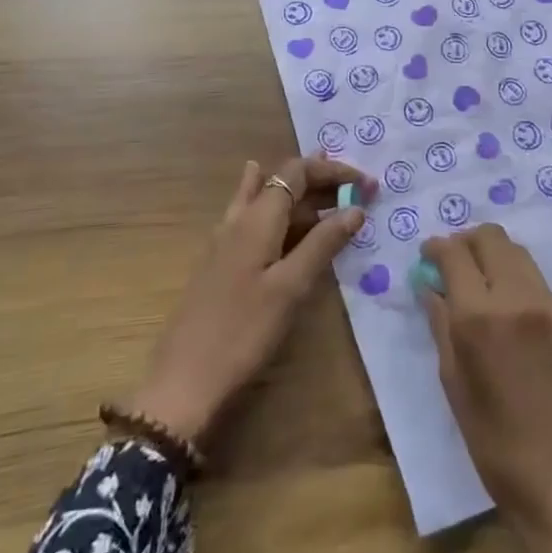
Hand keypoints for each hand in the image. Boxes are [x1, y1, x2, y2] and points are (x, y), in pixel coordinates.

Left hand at [128, 156, 371, 443]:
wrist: (184, 381)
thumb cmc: (243, 331)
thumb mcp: (291, 287)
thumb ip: (322, 244)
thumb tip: (355, 208)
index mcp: (256, 218)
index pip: (296, 171)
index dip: (332, 171)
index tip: (367, 185)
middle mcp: (238, 219)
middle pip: (280, 182)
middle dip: (320, 180)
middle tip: (356, 189)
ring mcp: (224, 242)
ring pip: (264, 200)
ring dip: (298, 193)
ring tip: (325, 188)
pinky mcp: (220, 265)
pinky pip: (254, 221)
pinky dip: (278, 213)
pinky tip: (280, 217)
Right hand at [422, 223, 551, 552]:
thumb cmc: (499, 449)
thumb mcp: (455, 389)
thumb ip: (441, 328)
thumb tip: (431, 288)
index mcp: (480, 318)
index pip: (455, 254)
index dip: (436, 248)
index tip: (427, 256)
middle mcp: (517, 299)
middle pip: (491, 237)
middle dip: (466, 242)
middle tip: (452, 264)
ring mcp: (550, 307)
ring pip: (517, 253)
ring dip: (493, 255)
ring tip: (479, 283)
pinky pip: (537, 281)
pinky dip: (516, 279)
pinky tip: (508, 309)